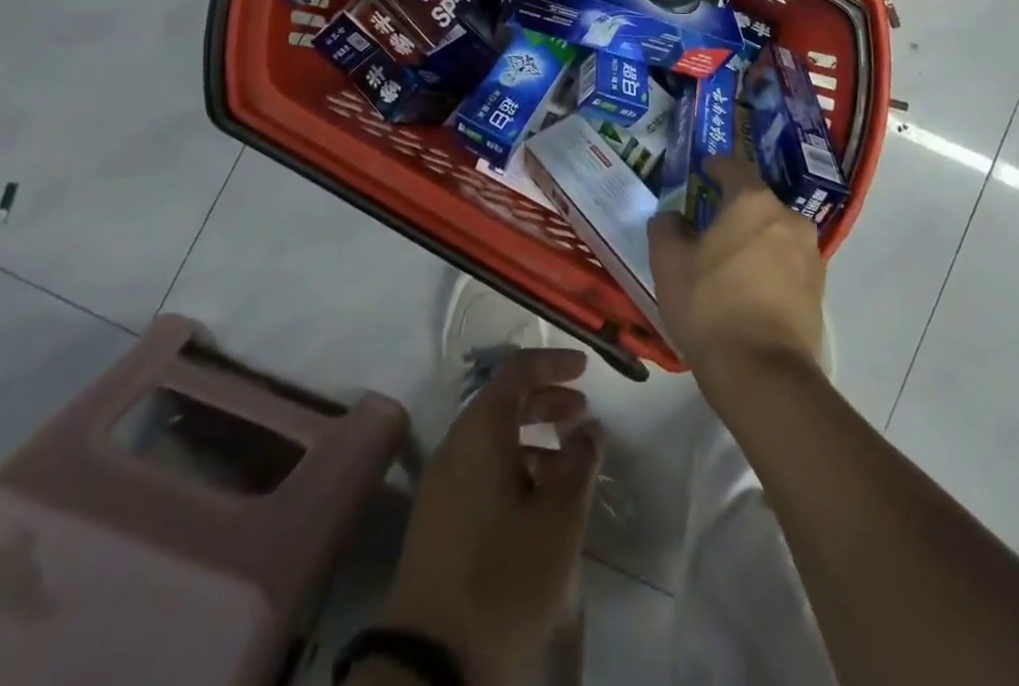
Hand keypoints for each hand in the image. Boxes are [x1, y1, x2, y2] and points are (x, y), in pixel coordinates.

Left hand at [378, 349, 602, 683]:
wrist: (429, 666)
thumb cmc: (503, 578)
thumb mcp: (558, 520)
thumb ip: (579, 463)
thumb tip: (589, 428)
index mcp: (480, 432)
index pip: (516, 371)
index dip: (552, 363)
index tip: (585, 369)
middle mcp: (456, 447)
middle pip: (503, 403)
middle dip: (545, 400)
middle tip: (581, 413)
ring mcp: (442, 485)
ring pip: (493, 441)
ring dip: (533, 439)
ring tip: (569, 467)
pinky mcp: (438, 521)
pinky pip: (481, 471)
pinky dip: (514, 468)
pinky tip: (538, 504)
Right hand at [648, 124, 824, 391]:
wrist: (763, 374)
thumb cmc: (710, 306)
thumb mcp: (668, 264)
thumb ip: (666, 228)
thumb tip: (672, 218)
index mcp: (753, 202)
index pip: (733, 167)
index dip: (715, 166)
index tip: (702, 171)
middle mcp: (788, 218)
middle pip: (757, 202)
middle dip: (734, 208)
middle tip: (709, 225)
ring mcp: (810, 253)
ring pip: (775, 233)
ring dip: (754, 239)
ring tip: (729, 261)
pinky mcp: (819, 288)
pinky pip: (787, 262)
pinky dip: (769, 266)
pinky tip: (749, 288)